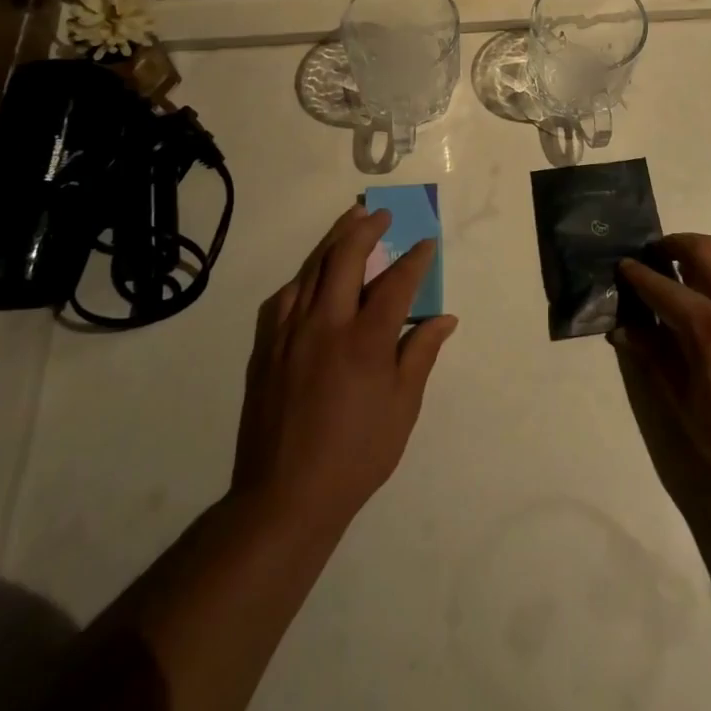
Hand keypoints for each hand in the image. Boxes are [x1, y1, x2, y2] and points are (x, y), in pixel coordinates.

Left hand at [232, 205, 457, 539]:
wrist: (285, 496)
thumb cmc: (356, 454)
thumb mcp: (402, 408)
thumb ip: (421, 355)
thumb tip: (444, 319)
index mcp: (365, 341)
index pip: (396, 283)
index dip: (415, 260)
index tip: (427, 243)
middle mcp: (326, 325)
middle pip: (345, 258)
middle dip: (367, 228)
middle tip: (382, 214)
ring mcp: (290, 333)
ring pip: (312, 268)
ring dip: (334, 240)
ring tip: (350, 221)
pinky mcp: (266, 347)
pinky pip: (286, 296)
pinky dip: (305, 275)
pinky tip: (313, 273)